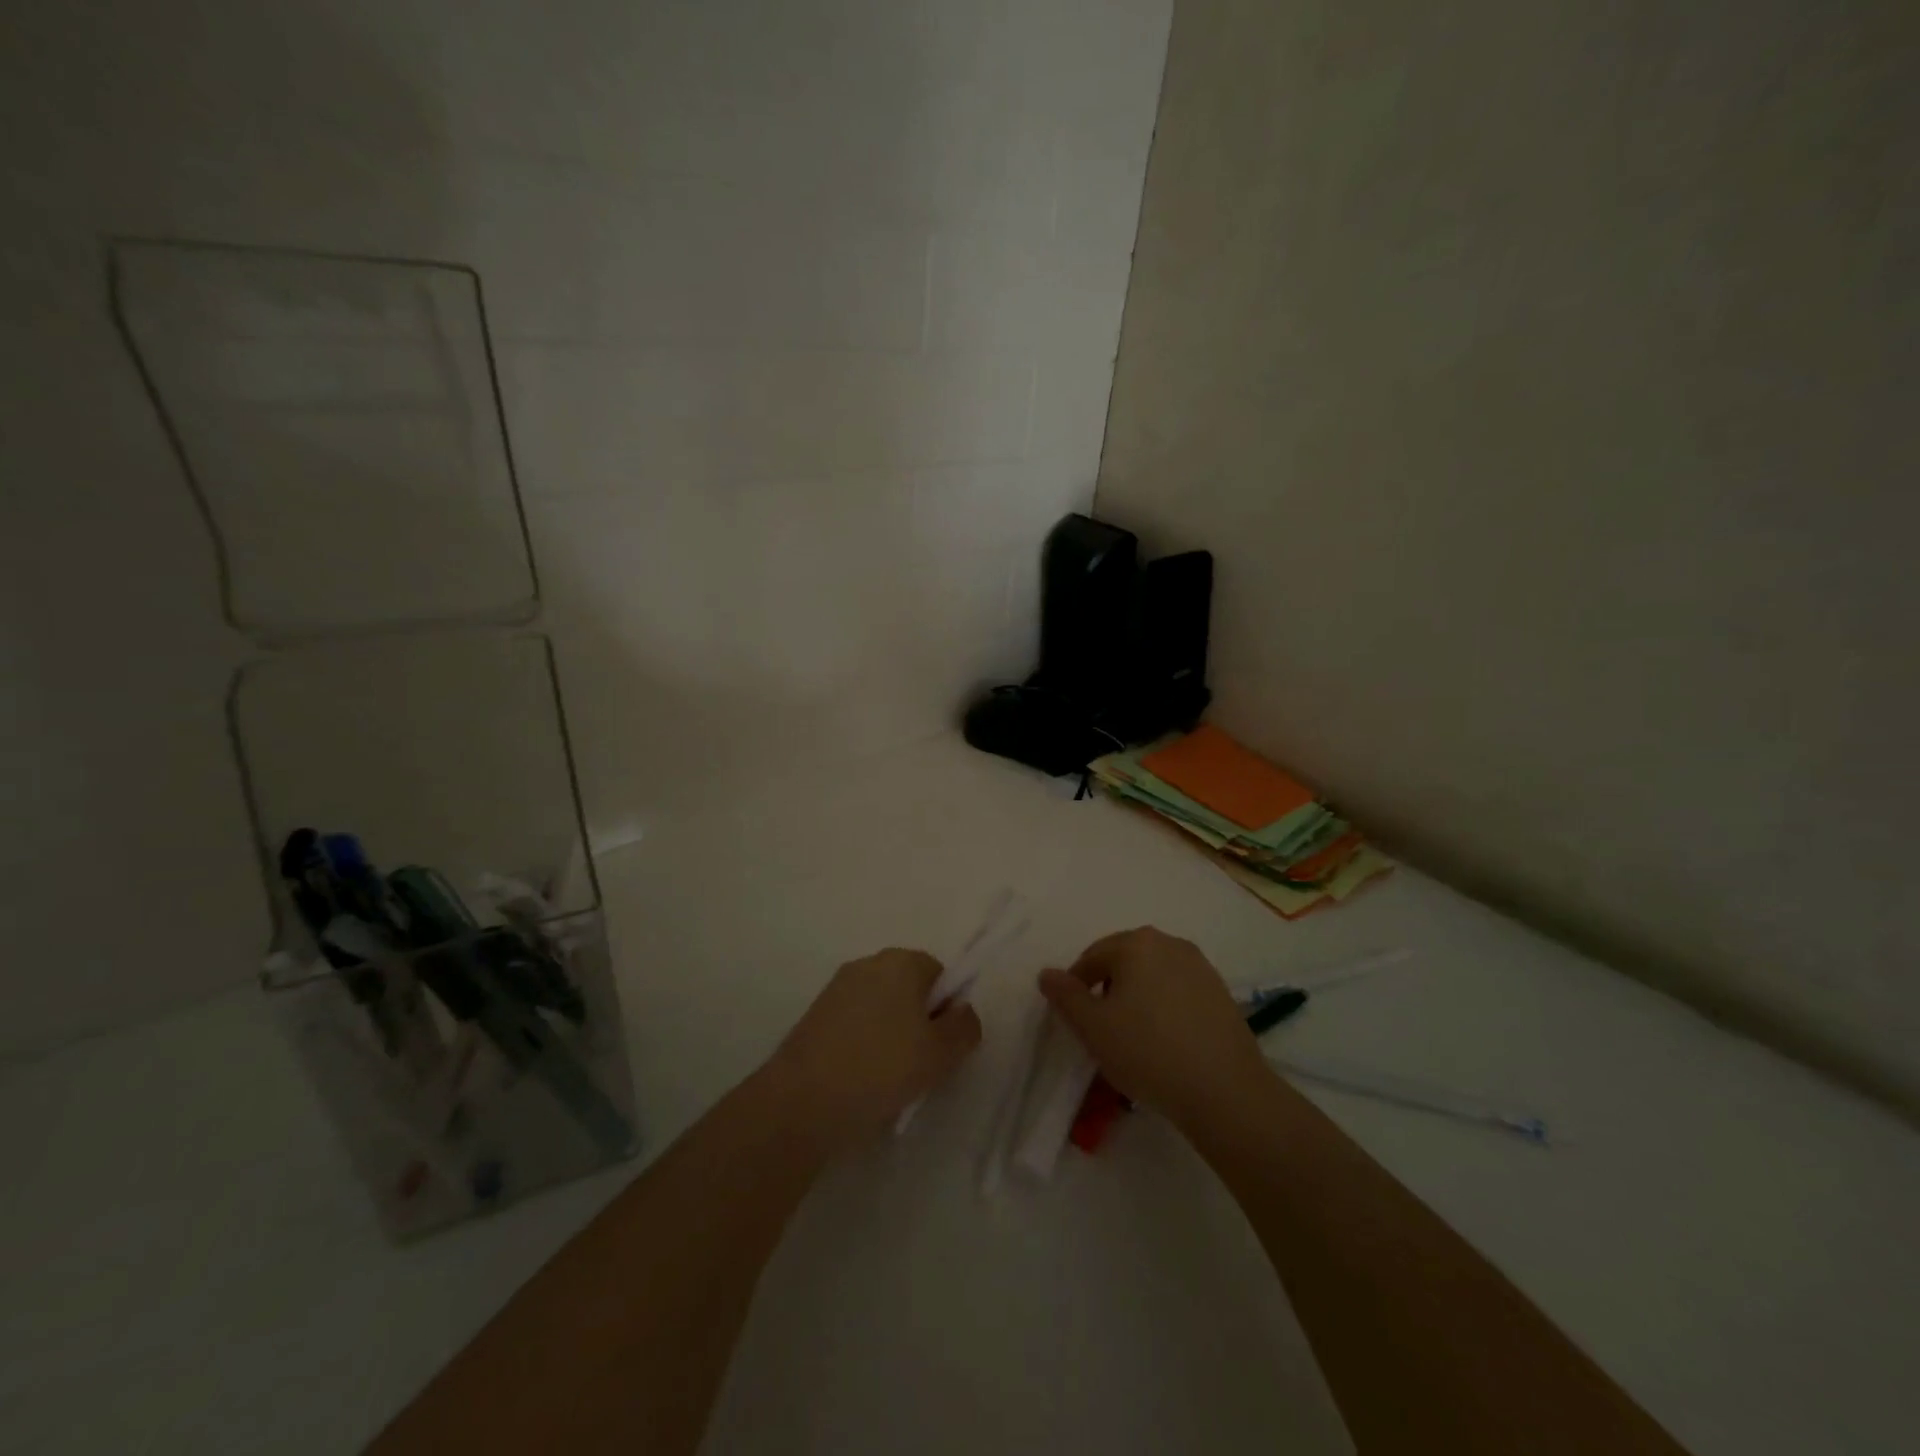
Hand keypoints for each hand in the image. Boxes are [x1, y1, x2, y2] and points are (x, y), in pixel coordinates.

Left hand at [765, 948, 982, 1153]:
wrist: (802, 1101)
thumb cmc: (881, 1068)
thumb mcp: (941, 1054)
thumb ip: (965, 1027)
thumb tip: (962, 1011)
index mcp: (901, 962)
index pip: (940, 975)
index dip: (947, 1010)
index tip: (941, 1046)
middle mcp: (868, 963)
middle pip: (909, 989)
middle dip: (918, 1022)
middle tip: (920, 1065)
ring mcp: (837, 988)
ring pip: (881, 1008)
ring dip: (891, 1035)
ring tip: (888, 1079)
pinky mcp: (815, 1014)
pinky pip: (855, 1023)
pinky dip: (863, 1044)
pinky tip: (861, 1080)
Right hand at [1039, 927, 1268, 1129]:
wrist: (1225, 1092)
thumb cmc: (1148, 1052)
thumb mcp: (1093, 1028)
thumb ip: (1065, 996)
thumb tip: (1047, 974)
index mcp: (1136, 944)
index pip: (1092, 956)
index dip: (1077, 986)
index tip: (1076, 1020)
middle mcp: (1170, 944)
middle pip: (1124, 960)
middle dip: (1108, 989)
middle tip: (1102, 1028)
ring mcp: (1201, 967)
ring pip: (1153, 976)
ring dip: (1137, 998)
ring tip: (1134, 1037)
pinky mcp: (1221, 993)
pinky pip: (1179, 992)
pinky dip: (1165, 1008)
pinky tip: (1166, 1042)